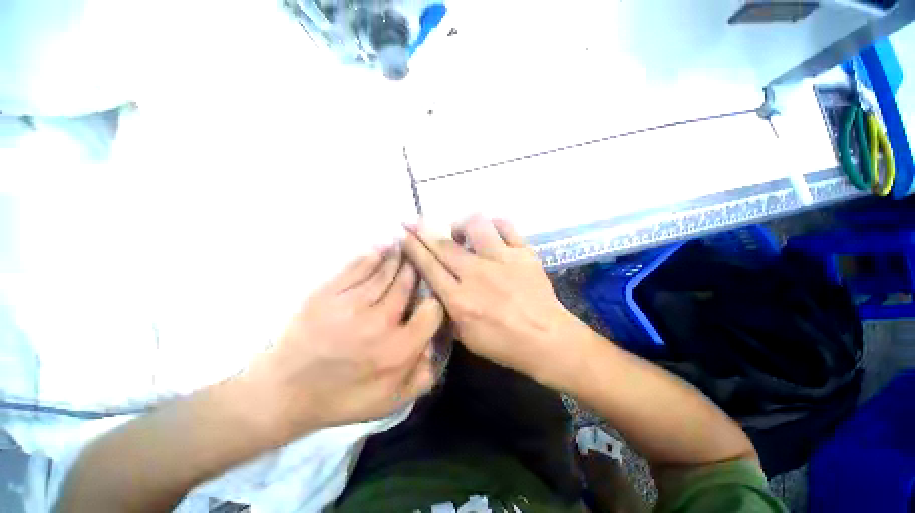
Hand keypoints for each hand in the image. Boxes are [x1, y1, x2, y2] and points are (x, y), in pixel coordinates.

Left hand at [244, 246, 444, 438]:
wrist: (284, 392)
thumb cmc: (342, 398)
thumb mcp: (391, 401)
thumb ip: (423, 375)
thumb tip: (436, 343)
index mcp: (399, 349)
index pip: (431, 310)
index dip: (435, 300)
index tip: (431, 297)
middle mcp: (379, 322)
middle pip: (408, 283)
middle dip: (417, 269)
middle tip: (420, 260)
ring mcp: (351, 304)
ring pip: (385, 272)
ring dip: (398, 258)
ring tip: (404, 248)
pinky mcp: (327, 294)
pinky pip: (357, 267)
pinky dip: (373, 256)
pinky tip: (382, 248)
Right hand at [402, 216, 582, 384]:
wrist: (545, 339)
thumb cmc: (503, 343)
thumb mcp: (464, 335)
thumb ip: (448, 307)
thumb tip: (438, 284)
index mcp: (459, 298)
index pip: (428, 265)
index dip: (412, 247)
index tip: (403, 235)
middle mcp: (476, 273)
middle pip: (442, 244)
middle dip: (422, 229)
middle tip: (413, 221)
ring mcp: (501, 259)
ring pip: (475, 226)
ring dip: (461, 225)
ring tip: (461, 233)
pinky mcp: (523, 253)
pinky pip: (505, 226)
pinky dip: (494, 224)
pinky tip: (491, 232)